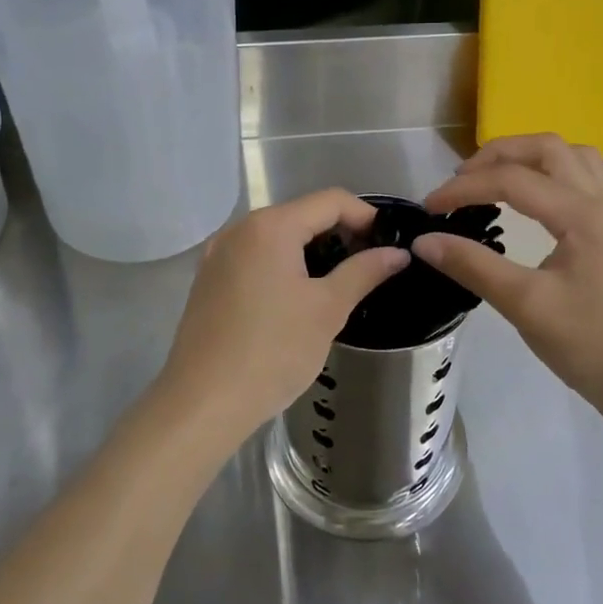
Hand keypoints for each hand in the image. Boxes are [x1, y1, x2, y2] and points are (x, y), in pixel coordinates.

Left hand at [157, 189, 409, 447]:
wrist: (204, 402)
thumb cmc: (273, 351)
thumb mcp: (328, 309)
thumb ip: (364, 272)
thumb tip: (398, 253)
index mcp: (270, 226)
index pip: (330, 201)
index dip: (365, 216)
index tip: (388, 243)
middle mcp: (239, 229)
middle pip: (301, 214)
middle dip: (338, 233)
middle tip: (368, 265)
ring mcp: (218, 254)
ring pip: (276, 236)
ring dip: (310, 250)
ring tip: (338, 282)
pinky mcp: (208, 279)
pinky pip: (254, 256)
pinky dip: (282, 264)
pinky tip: (296, 297)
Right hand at [415, 135, 602, 418]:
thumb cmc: (591, 346)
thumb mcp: (525, 305)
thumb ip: (473, 266)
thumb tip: (424, 241)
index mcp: (582, 213)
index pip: (512, 180)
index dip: (464, 188)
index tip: (428, 209)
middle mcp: (602, 202)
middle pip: (547, 149)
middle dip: (498, 155)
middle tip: (461, 182)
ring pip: (575, 158)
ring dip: (533, 158)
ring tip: (499, 180)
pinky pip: (594, 184)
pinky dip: (563, 178)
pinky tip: (549, 201)